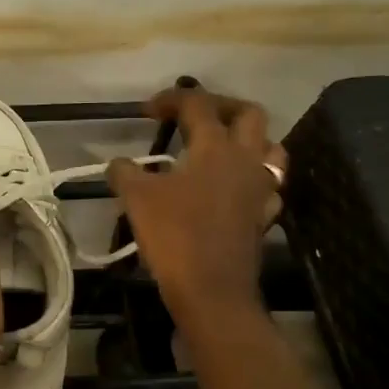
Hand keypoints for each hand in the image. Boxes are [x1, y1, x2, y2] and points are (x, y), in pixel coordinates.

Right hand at [107, 87, 284, 324]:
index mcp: (216, 147)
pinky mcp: (264, 215)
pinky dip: (252, 178)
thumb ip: (125, 173)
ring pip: (270, 147)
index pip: (198, 105)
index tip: (148, 110)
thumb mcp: (137, 199)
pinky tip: (233, 188)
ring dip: (248, 139)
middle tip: (194, 117)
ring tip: (221, 147)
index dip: (171, 99)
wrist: (212, 290)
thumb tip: (117, 163)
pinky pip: (268, 185)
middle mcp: (246, 159)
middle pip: (249, 114)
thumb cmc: (175, 236)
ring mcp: (261, 188)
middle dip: (221, 106)